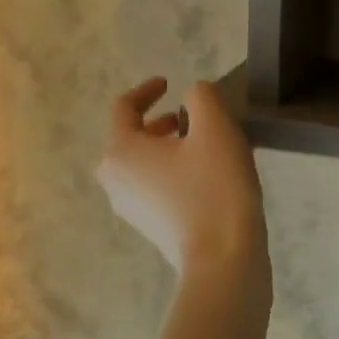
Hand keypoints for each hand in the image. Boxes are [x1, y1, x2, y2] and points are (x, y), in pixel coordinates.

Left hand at [95, 76, 267, 288]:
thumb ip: (203, 98)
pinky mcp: (151, 226)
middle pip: (131, 138)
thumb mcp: (216, 128)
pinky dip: (174, 171)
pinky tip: (208, 175)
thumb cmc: (215, 186)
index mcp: (122, 150)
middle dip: (159, 122)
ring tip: (205, 145)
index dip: (147, 89)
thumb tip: (194, 95)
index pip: (124, 108)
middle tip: (191, 117)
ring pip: (144, 164)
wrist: (222, 256)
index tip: (170, 82)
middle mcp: (115, 179)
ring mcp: (130, 207)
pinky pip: (156, 186)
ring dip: (169, 148)